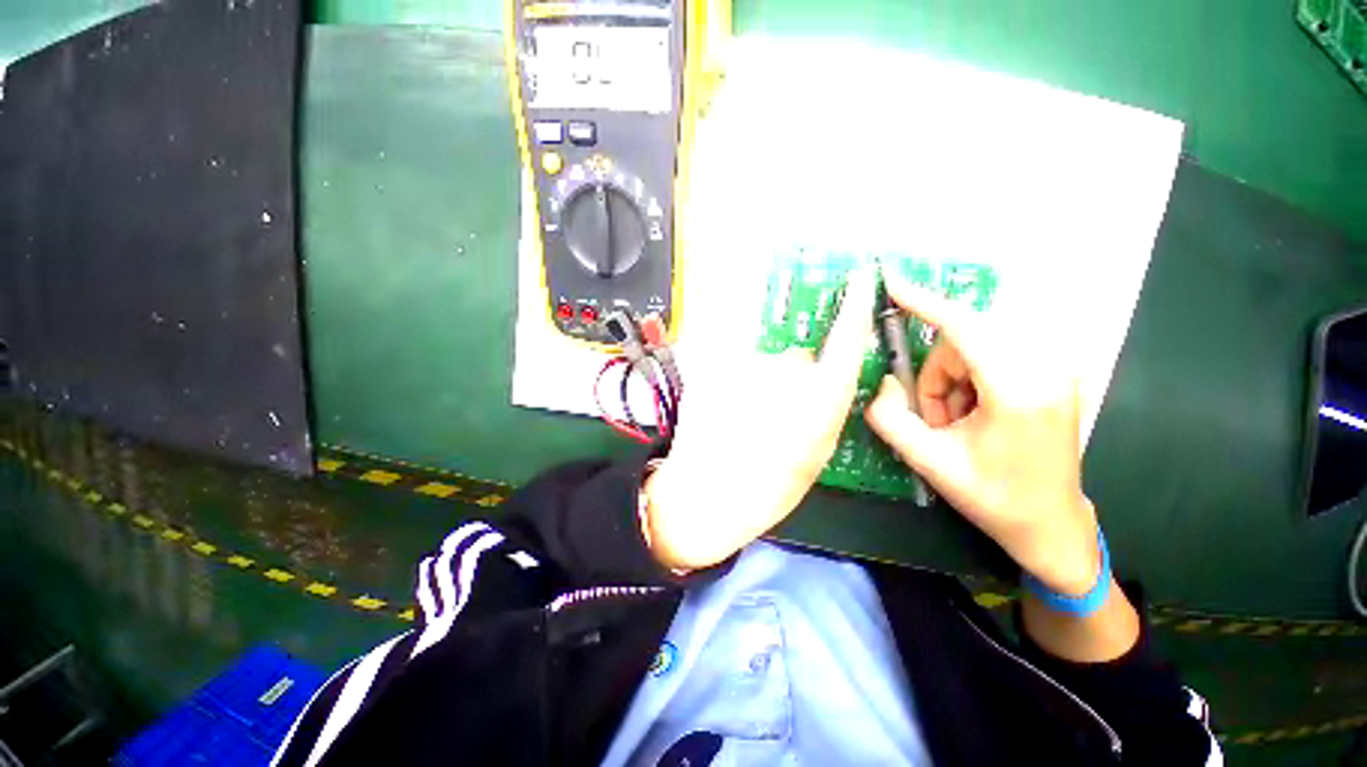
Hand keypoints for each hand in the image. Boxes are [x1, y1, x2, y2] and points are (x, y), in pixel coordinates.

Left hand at [643, 268, 877, 571]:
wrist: (706, 494)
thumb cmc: (767, 487)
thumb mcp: (815, 454)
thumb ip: (824, 407)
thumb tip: (818, 376)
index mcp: (821, 398)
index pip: (845, 338)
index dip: (854, 306)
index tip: (858, 277)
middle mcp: (789, 372)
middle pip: (797, 360)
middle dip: (790, 381)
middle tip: (773, 418)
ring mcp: (749, 366)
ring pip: (764, 365)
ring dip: (759, 384)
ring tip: (743, 421)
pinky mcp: (717, 367)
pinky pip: (736, 367)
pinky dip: (734, 384)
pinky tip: (725, 412)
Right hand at [864, 271, 1099, 595]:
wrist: (1050, 522)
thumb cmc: (992, 497)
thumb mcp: (928, 462)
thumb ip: (889, 418)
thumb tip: (883, 382)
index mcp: (1018, 393)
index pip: (964, 329)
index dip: (925, 303)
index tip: (893, 282)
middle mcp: (1044, 370)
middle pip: (963, 341)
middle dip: (935, 375)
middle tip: (934, 418)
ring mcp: (1054, 369)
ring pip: (974, 347)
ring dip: (950, 380)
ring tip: (954, 422)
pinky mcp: (1051, 372)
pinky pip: (990, 355)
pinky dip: (967, 379)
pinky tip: (972, 413)